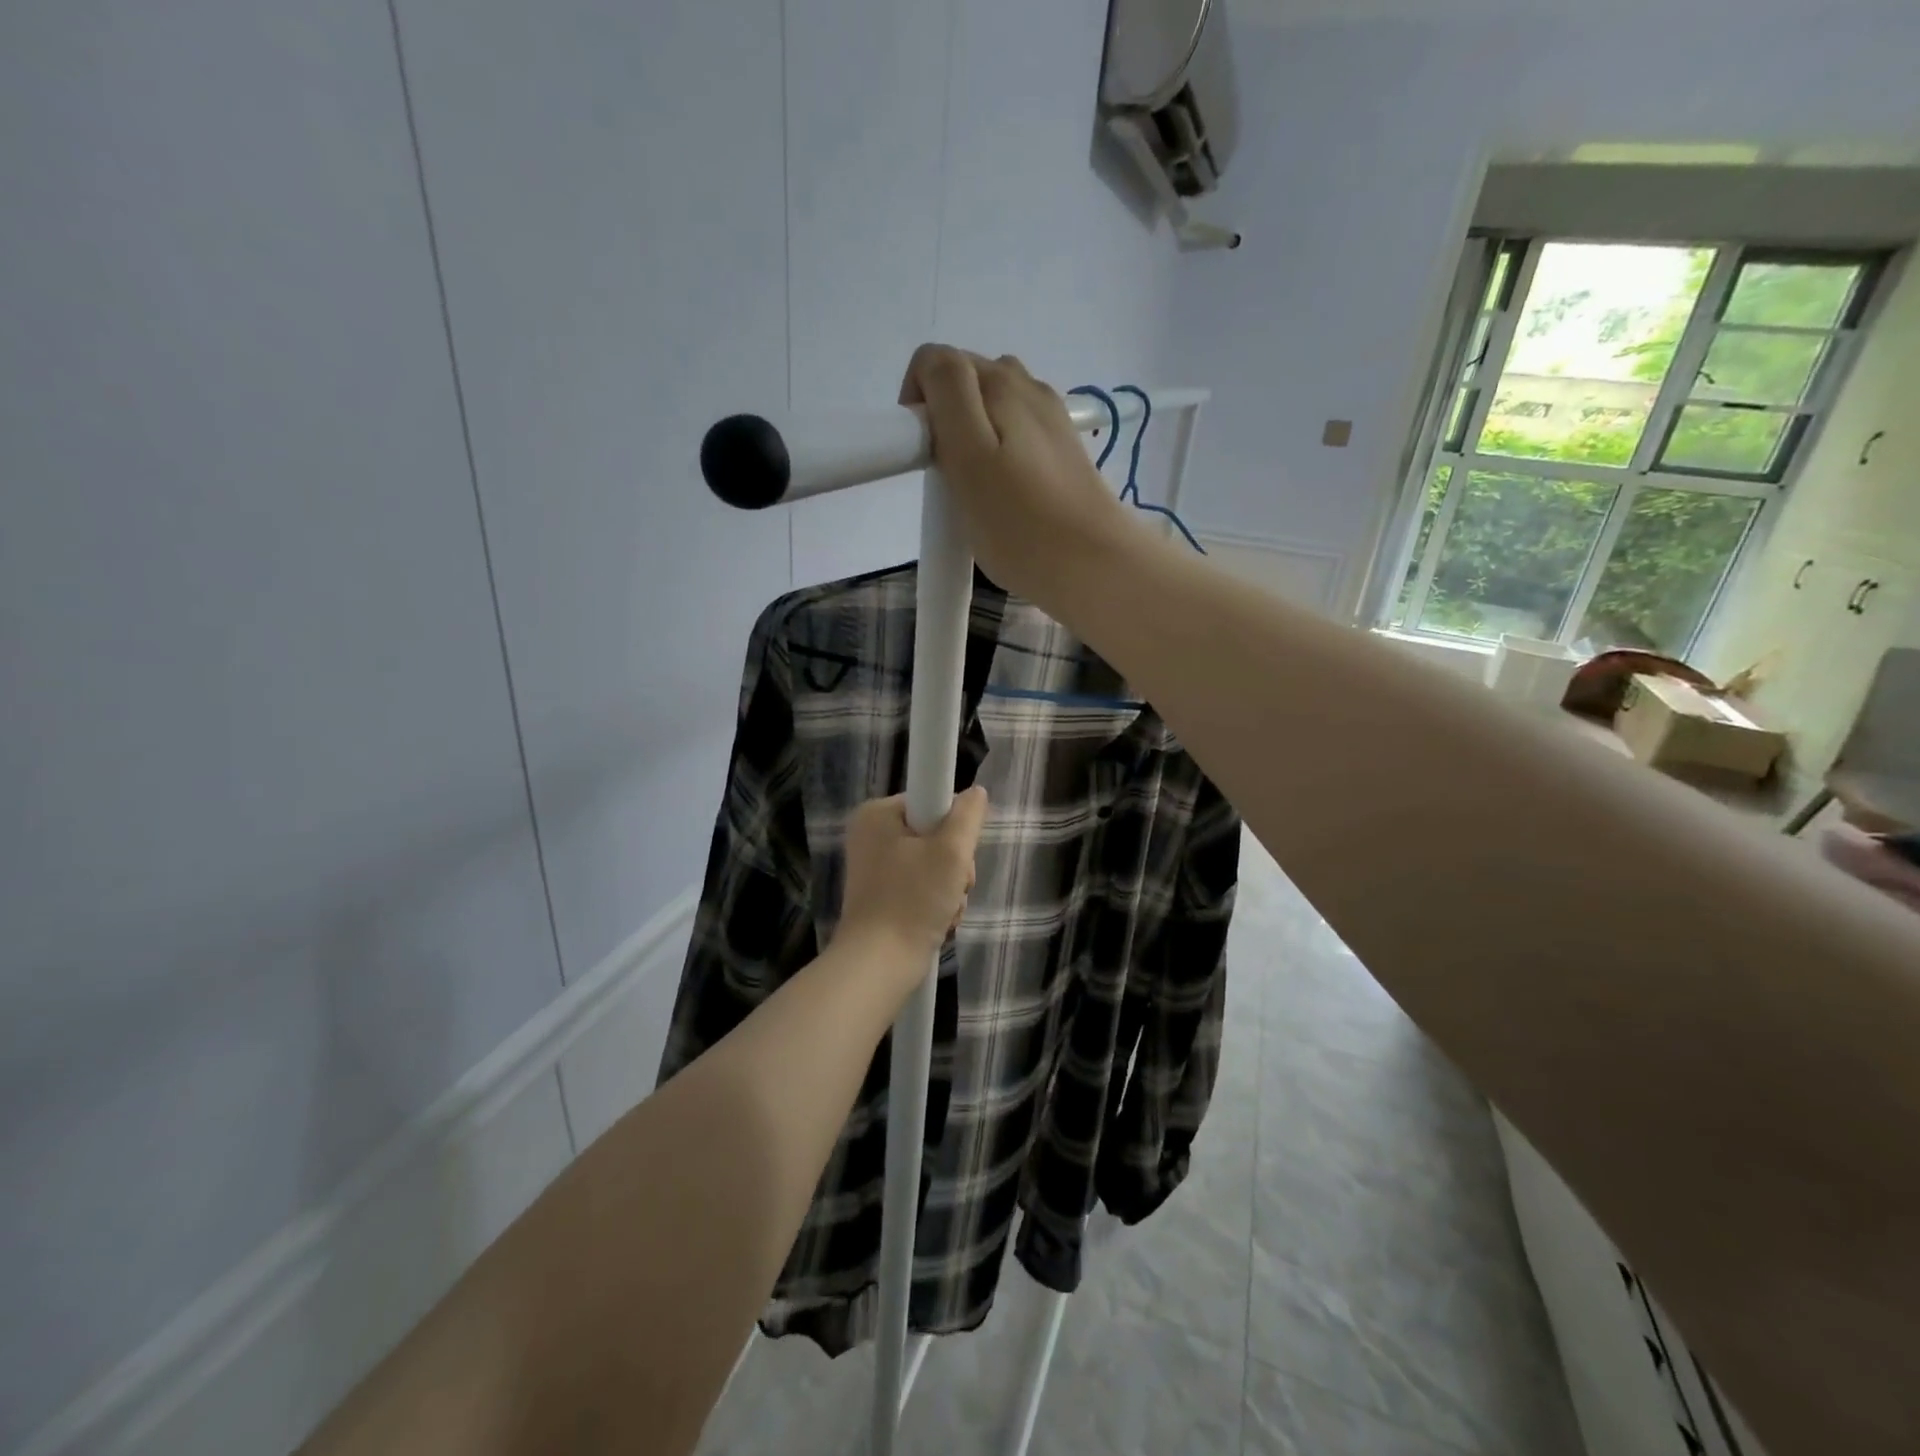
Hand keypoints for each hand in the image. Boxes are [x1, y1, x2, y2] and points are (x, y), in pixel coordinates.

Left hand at [838, 787, 988, 962]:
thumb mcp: (951, 851)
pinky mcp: (881, 897)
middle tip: (955, 887)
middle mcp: (870, 836)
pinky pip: (920, 888)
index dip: (953, 828)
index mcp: (876, 814)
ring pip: (932, 865)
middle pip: (934, 835)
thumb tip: (975, 793)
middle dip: (955, 866)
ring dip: (950, 888)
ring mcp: (874, 869)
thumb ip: (968, 815)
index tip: (957, 856)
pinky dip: (936, 904)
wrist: (879, 964)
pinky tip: (939, 922)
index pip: (931, 802)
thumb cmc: (913, 900)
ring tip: (947, 910)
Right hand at [899, 344, 1129, 606]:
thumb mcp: (969, 454)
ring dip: (973, 436)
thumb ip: (947, 393)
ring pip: (993, 408)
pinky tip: (1007, 491)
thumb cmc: (1020, 522)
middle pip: (966, 382)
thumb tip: (932, 367)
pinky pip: (1017, 433)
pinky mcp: (1064, 450)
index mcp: (1001, 381)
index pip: (935, 362)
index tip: (924, 456)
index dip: (918, 404)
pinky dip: (1000, 451)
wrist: (1094, 565)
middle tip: (950, 479)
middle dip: (945, 419)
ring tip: (977, 488)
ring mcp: (1052, 418)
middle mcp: (1029, 387)